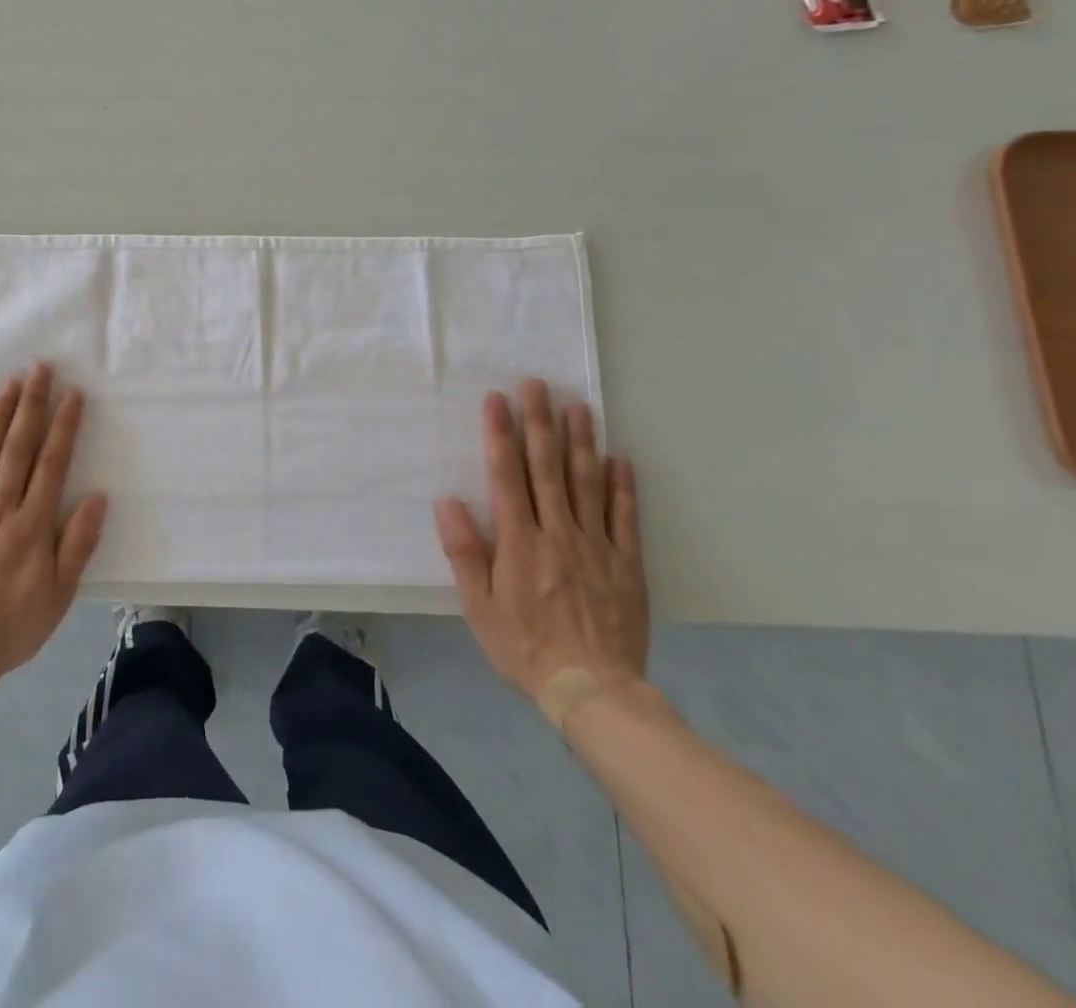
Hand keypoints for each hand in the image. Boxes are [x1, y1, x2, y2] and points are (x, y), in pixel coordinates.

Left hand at [0, 363, 106, 697]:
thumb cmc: (10, 628)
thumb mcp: (58, 596)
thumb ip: (77, 545)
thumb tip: (97, 498)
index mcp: (32, 525)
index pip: (52, 463)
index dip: (64, 426)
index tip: (72, 394)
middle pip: (19, 448)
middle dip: (32, 405)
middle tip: (40, 369)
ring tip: (10, 384)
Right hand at [433, 378, 648, 709]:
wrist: (592, 691)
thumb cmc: (523, 646)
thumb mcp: (478, 605)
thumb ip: (464, 551)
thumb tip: (448, 501)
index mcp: (519, 541)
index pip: (506, 475)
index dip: (500, 435)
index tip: (497, 400)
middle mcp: (558, 533)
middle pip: (547, 468)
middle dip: (539, 423)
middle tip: (537, 385)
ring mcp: (596, 546)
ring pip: (586, 483)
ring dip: (581, 442)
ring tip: (578, 406)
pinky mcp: (626, 564)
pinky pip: (624, 518)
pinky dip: (622, 486)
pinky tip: (619, 459)